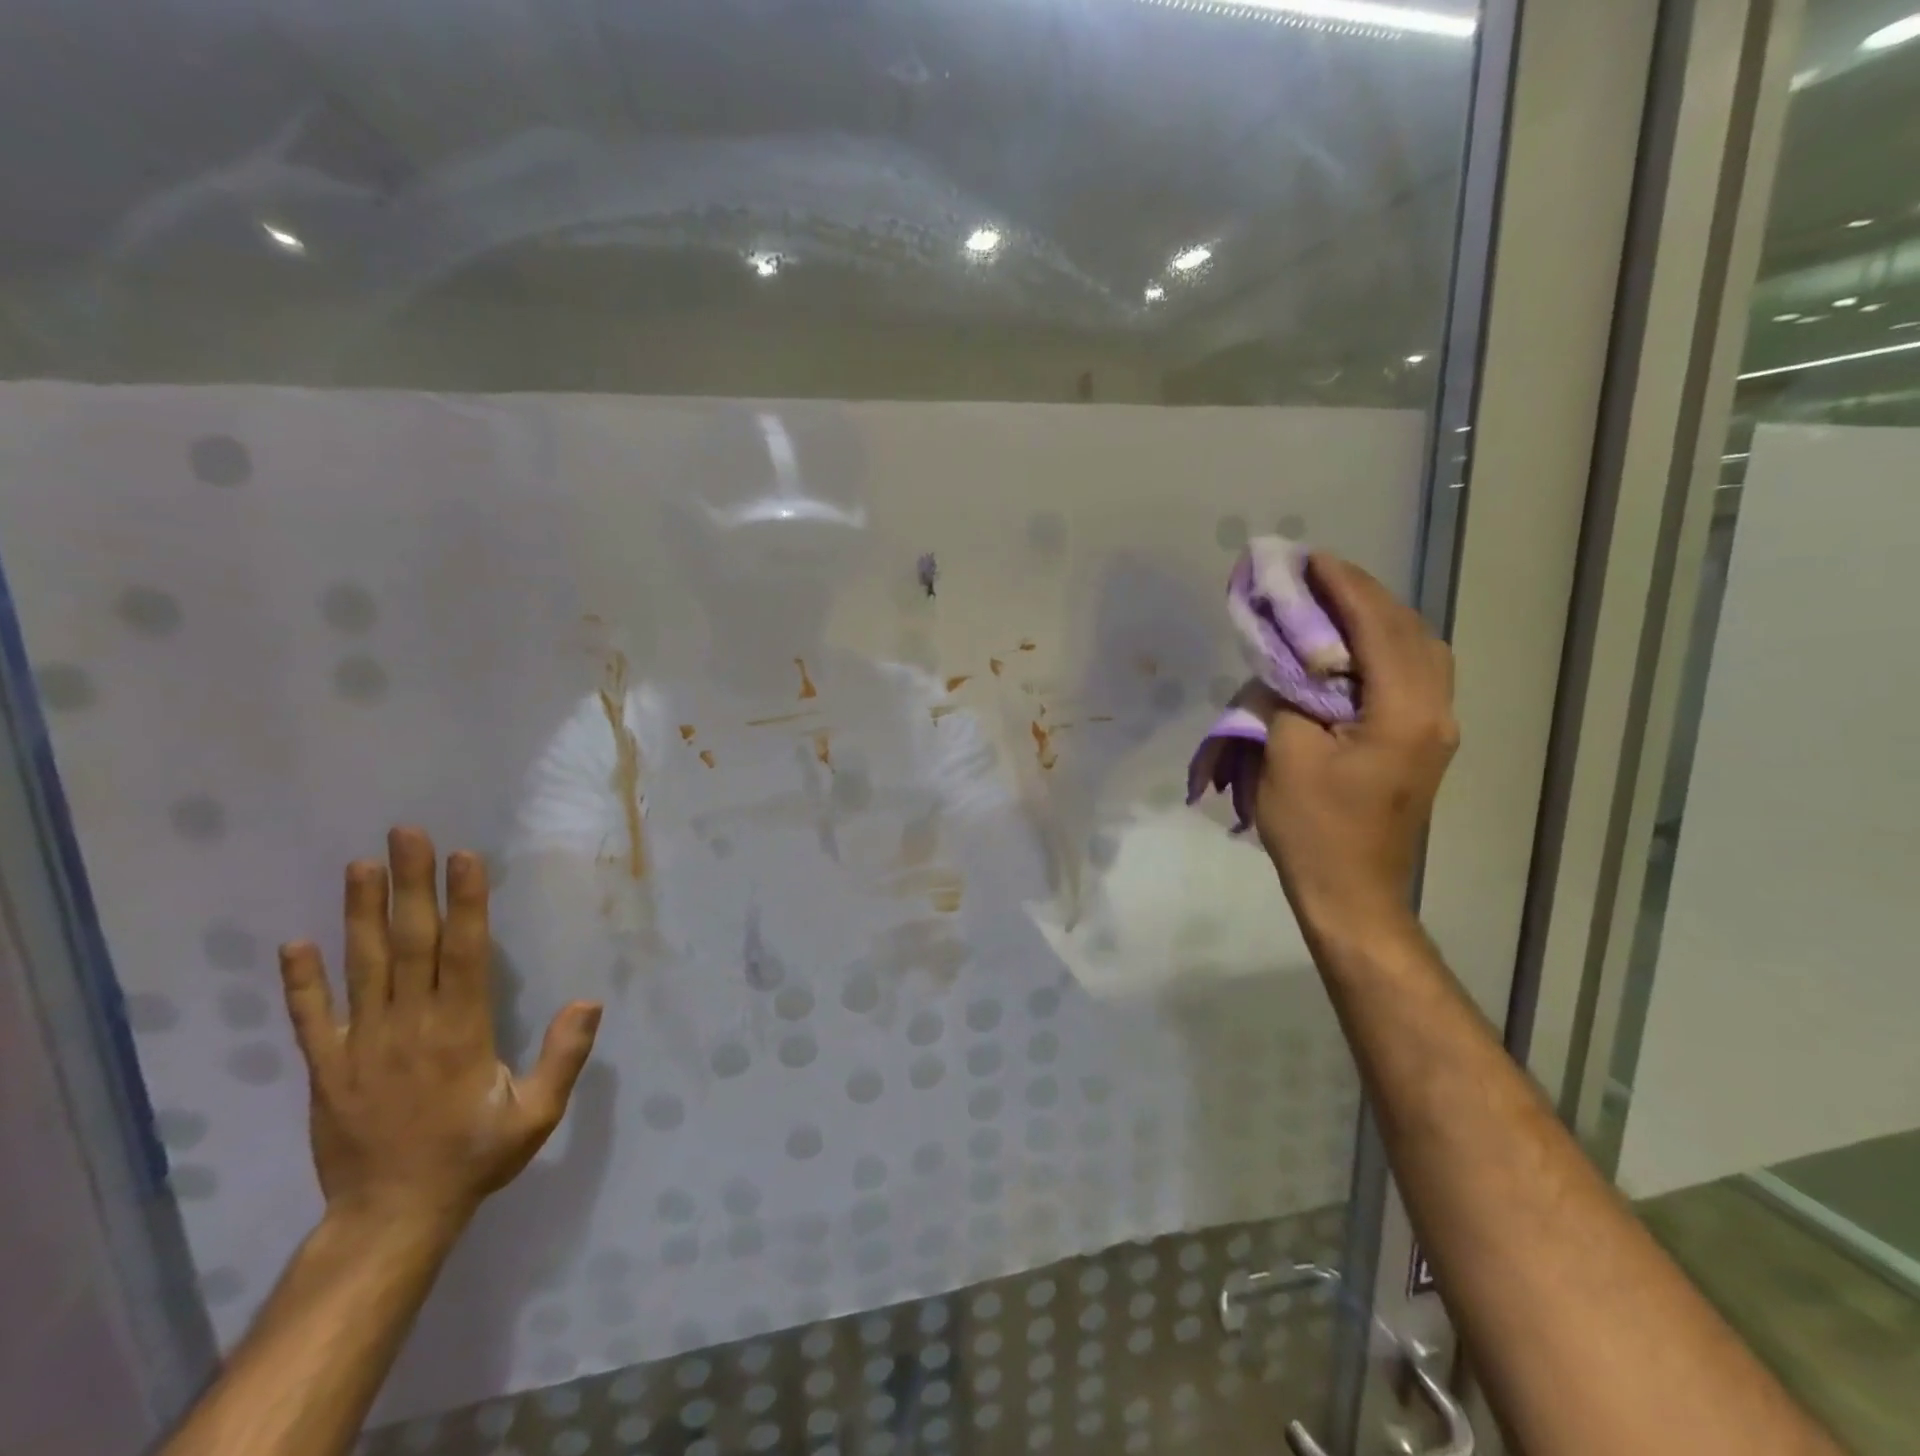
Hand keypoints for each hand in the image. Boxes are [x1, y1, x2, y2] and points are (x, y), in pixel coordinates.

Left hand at [277, 827, 601, 1233]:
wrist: (391, 1218)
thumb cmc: (474, 1157)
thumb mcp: (537, 1114)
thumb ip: (564, 1056)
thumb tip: (590, 1000)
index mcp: (460, 1030)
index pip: (464, 952)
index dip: (465, 902)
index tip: (462, 857)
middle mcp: (408, 1026)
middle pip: (411, 943)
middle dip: (411, 885)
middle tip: (406, 834)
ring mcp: (361, 1046)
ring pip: (360, 967)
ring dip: (359, 914)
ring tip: (359, 866)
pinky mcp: (326, 1069)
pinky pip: (310, 1019)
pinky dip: (300, 982)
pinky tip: (293, 944)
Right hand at [1248, 554, 1457, 939]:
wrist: (1352, 893)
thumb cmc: (1313, 829)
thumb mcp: (1285, 754)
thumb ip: (1290, 693)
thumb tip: (1291, 659)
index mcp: (1404, 712)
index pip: (1378, 628)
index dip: (1343, 588)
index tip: (1309, 560)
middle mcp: (1435, 711)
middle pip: (1409, 631)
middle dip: (1362, 595)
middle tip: (1316, 575)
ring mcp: (1436, 728)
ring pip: (1418, 650)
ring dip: (1376, 619)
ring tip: (1331, 604)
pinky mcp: (1423, 742)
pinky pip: (1411, 675)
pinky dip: (1382, 648)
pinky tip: (1351, 648)